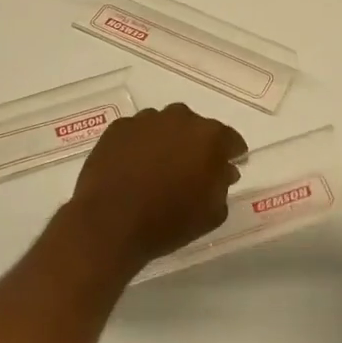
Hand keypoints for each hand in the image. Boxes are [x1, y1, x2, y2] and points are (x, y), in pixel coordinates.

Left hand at [65, 103, 245, 269]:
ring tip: (158, 170)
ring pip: (165, 127)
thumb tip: (224, 169)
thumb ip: (223, 185)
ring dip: (167, 143)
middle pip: (196, 128)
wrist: (110, 223)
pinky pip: (138, 133)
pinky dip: (140, 145)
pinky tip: (134, 168)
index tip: (227, 169)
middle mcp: (179, 118)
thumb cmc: (168, 221)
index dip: (231, 155)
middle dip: (197, 146)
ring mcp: (145, 120)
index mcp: (209, 136)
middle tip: (191, 171)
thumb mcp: (212, 213)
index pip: (230, 139)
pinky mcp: (118, 128)